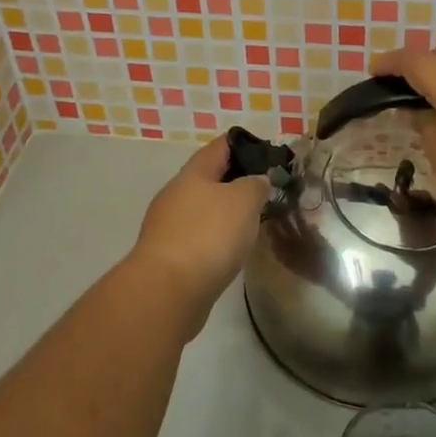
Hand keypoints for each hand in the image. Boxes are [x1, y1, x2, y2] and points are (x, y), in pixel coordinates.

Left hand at [127, 136, 270, 334]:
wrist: (167, 291)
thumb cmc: (208, 235)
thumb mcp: (244, 200)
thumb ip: (255, 185)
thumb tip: (256, 181)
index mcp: (193, 173)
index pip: (220, 146)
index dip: (244, 144)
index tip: (268, 154)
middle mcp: (176, 194)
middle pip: (209, 178)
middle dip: (236, 181)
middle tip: (265, 191)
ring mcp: (168, 225)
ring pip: (203, 209)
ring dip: (226, 212)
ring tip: (253, 222)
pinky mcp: (168, 255)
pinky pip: (198, 236)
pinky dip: (216, 238)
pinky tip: (231, 250)